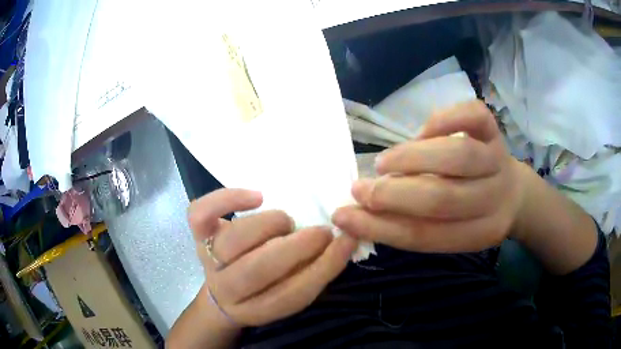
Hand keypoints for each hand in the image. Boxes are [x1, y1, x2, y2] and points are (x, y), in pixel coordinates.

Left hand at [188, 189, 356, 326]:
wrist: (223, 294)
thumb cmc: (263, 291)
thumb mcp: (287, 293)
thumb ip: (311, 273)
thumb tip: (341, 240)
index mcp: (256, 310)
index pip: (291, 295)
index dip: (323, 267)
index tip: (346, 241)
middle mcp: (228, 289)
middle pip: (258, 270)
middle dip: (297, 246)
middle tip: (321, 231)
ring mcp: (208, 260)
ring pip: (233, 240)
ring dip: (268, 225)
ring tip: (286, 221)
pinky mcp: (198, 236)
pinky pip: (201, 214)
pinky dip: (228, 199)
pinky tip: (256, 197)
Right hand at [333, 100, 524, 252]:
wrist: (513, 193)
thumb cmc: (474, 214)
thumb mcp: (451, 231)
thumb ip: (414, 223)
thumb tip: (361, 211)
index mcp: (478, 233)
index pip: (424, 236)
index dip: (380, 227)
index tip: (343, 216)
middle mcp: (492, 199)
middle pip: (442, 199)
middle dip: (393, 195)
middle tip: (361, 189)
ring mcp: (497, 160)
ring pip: (458, 156)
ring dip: (412, 158)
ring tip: (385, 163)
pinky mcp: (495, 131)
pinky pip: (474, 117)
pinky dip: (444, 119)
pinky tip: (423, 131)